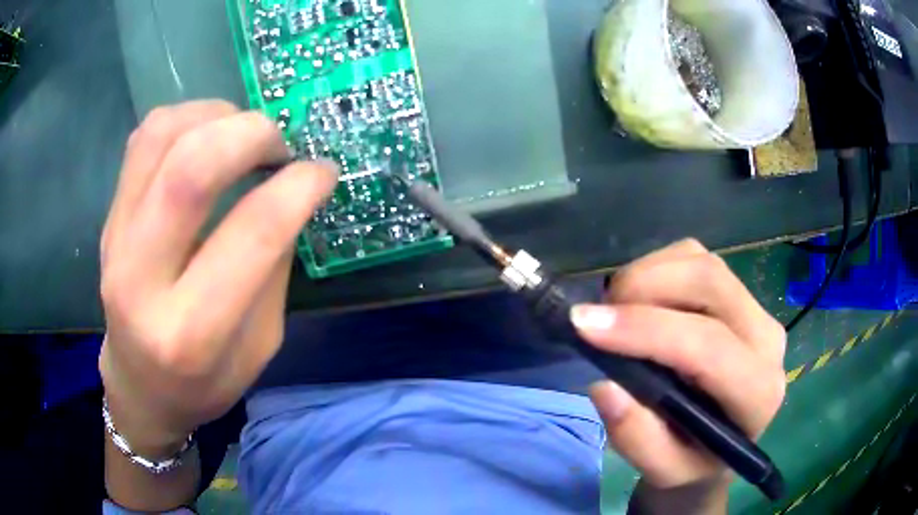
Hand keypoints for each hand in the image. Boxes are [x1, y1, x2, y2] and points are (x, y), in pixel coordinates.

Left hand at [98, 100, 337, 453]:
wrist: (140, 387)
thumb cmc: (205, 382)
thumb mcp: (260, 346)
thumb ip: (272, 267)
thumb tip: (292, 191)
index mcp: (192, 332)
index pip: (252, 233)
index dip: (299, 186)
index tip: (322, 171)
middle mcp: (142, 280)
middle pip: (191, 169)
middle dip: (252, 134)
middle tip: (280, 144)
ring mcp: (115, 241)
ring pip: (161, 137)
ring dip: (216, 116)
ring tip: (243, 133)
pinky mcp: (108, 218)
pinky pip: (143, 139)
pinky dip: (186, 118)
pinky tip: (207, 135)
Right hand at [571, 239, 785, 511]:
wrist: (717, 447)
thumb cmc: (692, 462)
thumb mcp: (663, 471)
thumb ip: (637, 438)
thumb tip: (604, 385)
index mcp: (758, 392)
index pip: (708, 345)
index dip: (645, 330)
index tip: (584, 326)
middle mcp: (767, 339)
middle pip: (710, 281)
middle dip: (644, 286)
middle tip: (597, 316)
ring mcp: (756, 308)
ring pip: (701, 261)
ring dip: (647, 275)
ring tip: (615, 312)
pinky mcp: (739, 293)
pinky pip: (696, 257)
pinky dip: (657, 269)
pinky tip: (640, 302)